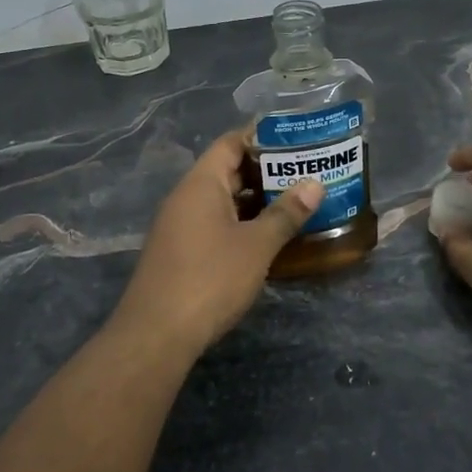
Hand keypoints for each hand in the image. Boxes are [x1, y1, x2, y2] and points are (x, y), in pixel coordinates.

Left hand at [111, 132, 322, 354]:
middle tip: (306, 172)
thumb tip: (315, 184)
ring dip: (256, 201)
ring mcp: (180, 226)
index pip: (231, 143)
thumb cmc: (210, 279)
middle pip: (227, 171)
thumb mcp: (256, 245)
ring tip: (296, 202)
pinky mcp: (181, 253)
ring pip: (222, 201)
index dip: (263, 137)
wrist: (157, 334)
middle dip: (266, 171)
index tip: (297, 140)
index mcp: (201, 184)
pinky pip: (215, 224)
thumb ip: (285, 213)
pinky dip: (242, 223)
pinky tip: (268, 237)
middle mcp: (186, 198)